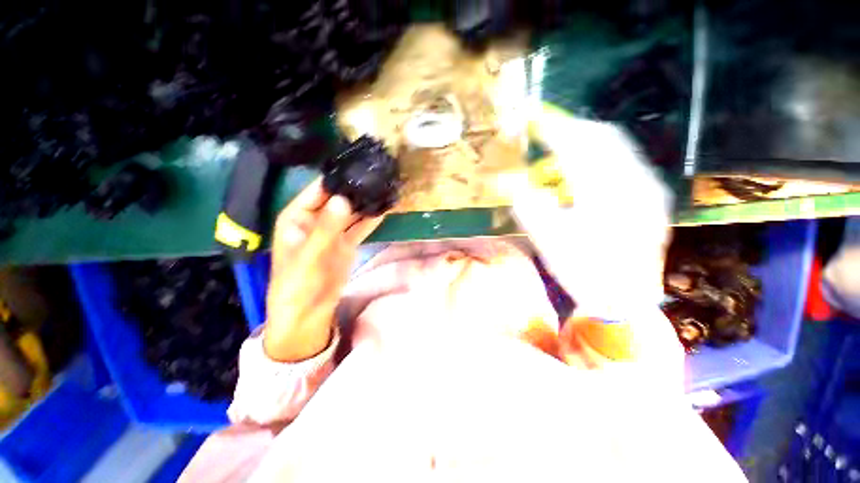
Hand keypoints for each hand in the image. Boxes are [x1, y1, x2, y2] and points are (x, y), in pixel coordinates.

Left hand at [264, 178, 383, 361]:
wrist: (307, 314)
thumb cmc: (297, 284)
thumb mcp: (309, 256)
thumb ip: (326, 228)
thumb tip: (343, 199)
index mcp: (297, 217)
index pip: (318, 191)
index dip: (336, 179)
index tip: (358, 167)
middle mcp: (315, 220)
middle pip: (337, 199)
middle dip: (355, 190)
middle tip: (377, 177)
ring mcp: (333, 232)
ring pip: (351, 213)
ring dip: (365, 204)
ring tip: (383, 190)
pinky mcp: (346, 244)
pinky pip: (360, 228)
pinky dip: (370, 220)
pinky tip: (383, 209)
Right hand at [513, 103, 672, 320]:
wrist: (624, 299)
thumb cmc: (583, 271)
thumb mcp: (547, 239)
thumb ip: (527, 205)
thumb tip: (508, 180)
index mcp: (605, 193)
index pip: (576, 145)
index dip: (551, 127)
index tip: (531, 117)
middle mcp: (634, 182)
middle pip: (602, 137)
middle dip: (570, 128)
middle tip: (544, 130)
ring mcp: (647, 188)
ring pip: (616, 148)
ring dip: (584, 142)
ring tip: (560, 151)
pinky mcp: (651, 197)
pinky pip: (624, 162)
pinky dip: (599, 158)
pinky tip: (582, 172)